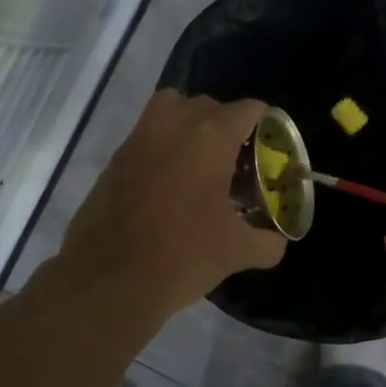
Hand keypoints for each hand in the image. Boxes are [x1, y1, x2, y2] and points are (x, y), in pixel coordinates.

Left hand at [53, 90, 285, 326]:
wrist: (108, 281)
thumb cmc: (182, 256)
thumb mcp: (236, 252)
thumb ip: (266, 242)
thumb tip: (276, 242)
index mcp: (209, 137)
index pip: (247, 109)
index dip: (264, 125)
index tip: (269, 149)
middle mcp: (172, 125)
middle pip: (207, 105)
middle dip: (225, 126)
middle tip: (236, 161)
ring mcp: (137, 140)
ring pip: (169, 111)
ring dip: (188, 128)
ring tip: (200, 166)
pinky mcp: (113, 161)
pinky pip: (145, 138)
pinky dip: (161, 150)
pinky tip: (169, 189)